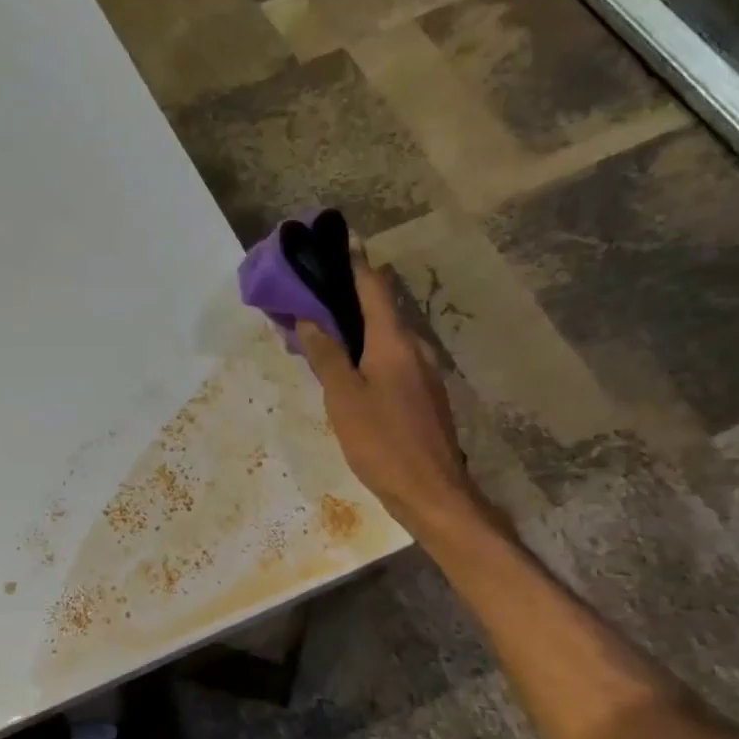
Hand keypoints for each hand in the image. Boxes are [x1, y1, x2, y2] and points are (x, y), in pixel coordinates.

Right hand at [296, 252, 484, 538]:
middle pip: (378, 309)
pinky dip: (366, 355)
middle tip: (307, 302)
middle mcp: (414, 348)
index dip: (351, 262)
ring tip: (318, 337)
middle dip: (344, 300)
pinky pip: (391, 361)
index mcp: (394, 341)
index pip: (373, 285)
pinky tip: (345, 373)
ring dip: (353, 331)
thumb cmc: (383, 443)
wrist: (432, 493)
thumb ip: (326, 356)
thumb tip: (309, 319)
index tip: (328, 246)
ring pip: (383, 338)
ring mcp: (423, 373)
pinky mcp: (423, 396)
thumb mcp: (343, 399)